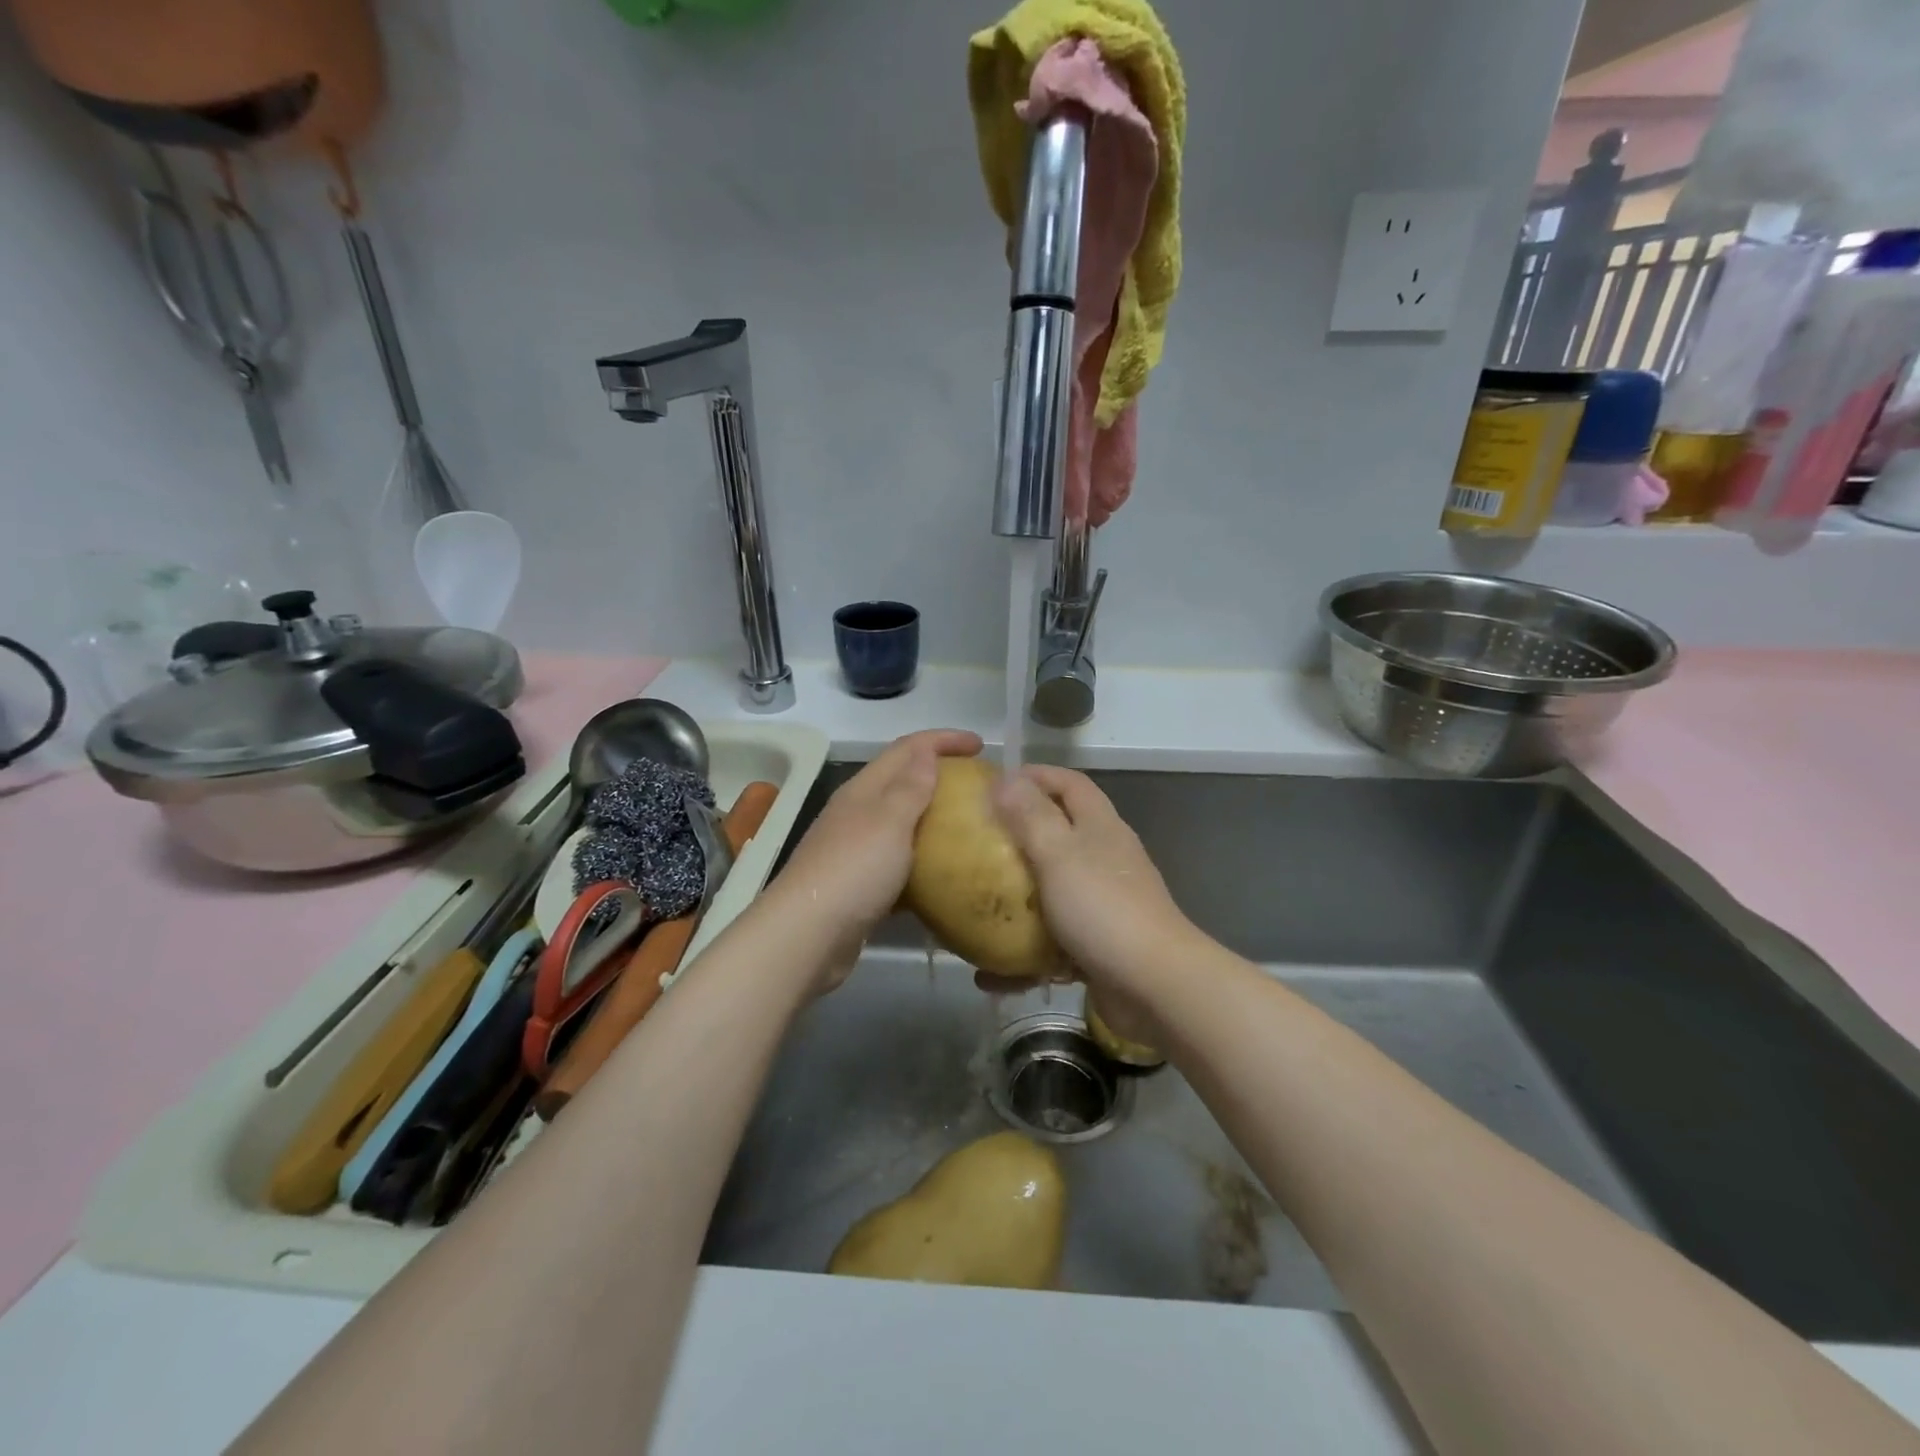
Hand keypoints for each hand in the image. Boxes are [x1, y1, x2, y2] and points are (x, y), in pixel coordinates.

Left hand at [771, 729, 981, 989]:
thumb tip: (926, 752)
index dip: (943, 739)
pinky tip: (945, 873)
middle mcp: (857, 813)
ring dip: (932, 816)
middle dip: (939, 772)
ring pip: (901, 821)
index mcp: (864, 789)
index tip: (981, 745)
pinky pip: (899, 862)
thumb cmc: (853, 870)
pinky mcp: (860, 885)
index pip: (907, 748)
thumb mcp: (889, 821)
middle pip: (902, 780)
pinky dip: (923, 859)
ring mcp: (856, 849)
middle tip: (978, 783)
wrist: (808, 936)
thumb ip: (910, 787)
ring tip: (970, 825)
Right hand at [990, 765, 1192, 1004]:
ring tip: (976, 905)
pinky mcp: (1098, 946)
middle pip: (1060, 834)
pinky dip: (1023, 956)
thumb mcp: (1059, 853)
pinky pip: (1052, 944)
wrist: (1155, 986)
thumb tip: (1006, 779)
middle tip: (977, 843)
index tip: (993, 783)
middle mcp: (1105, 859)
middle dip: (1018, 836)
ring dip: (1017, 899)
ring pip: (1053, 890)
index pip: (1070, 783)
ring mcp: (1103, 905)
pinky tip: (989, 975)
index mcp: (1100, 827)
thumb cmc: (1103, 908)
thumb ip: (1031, 816)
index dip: (1036, 775)